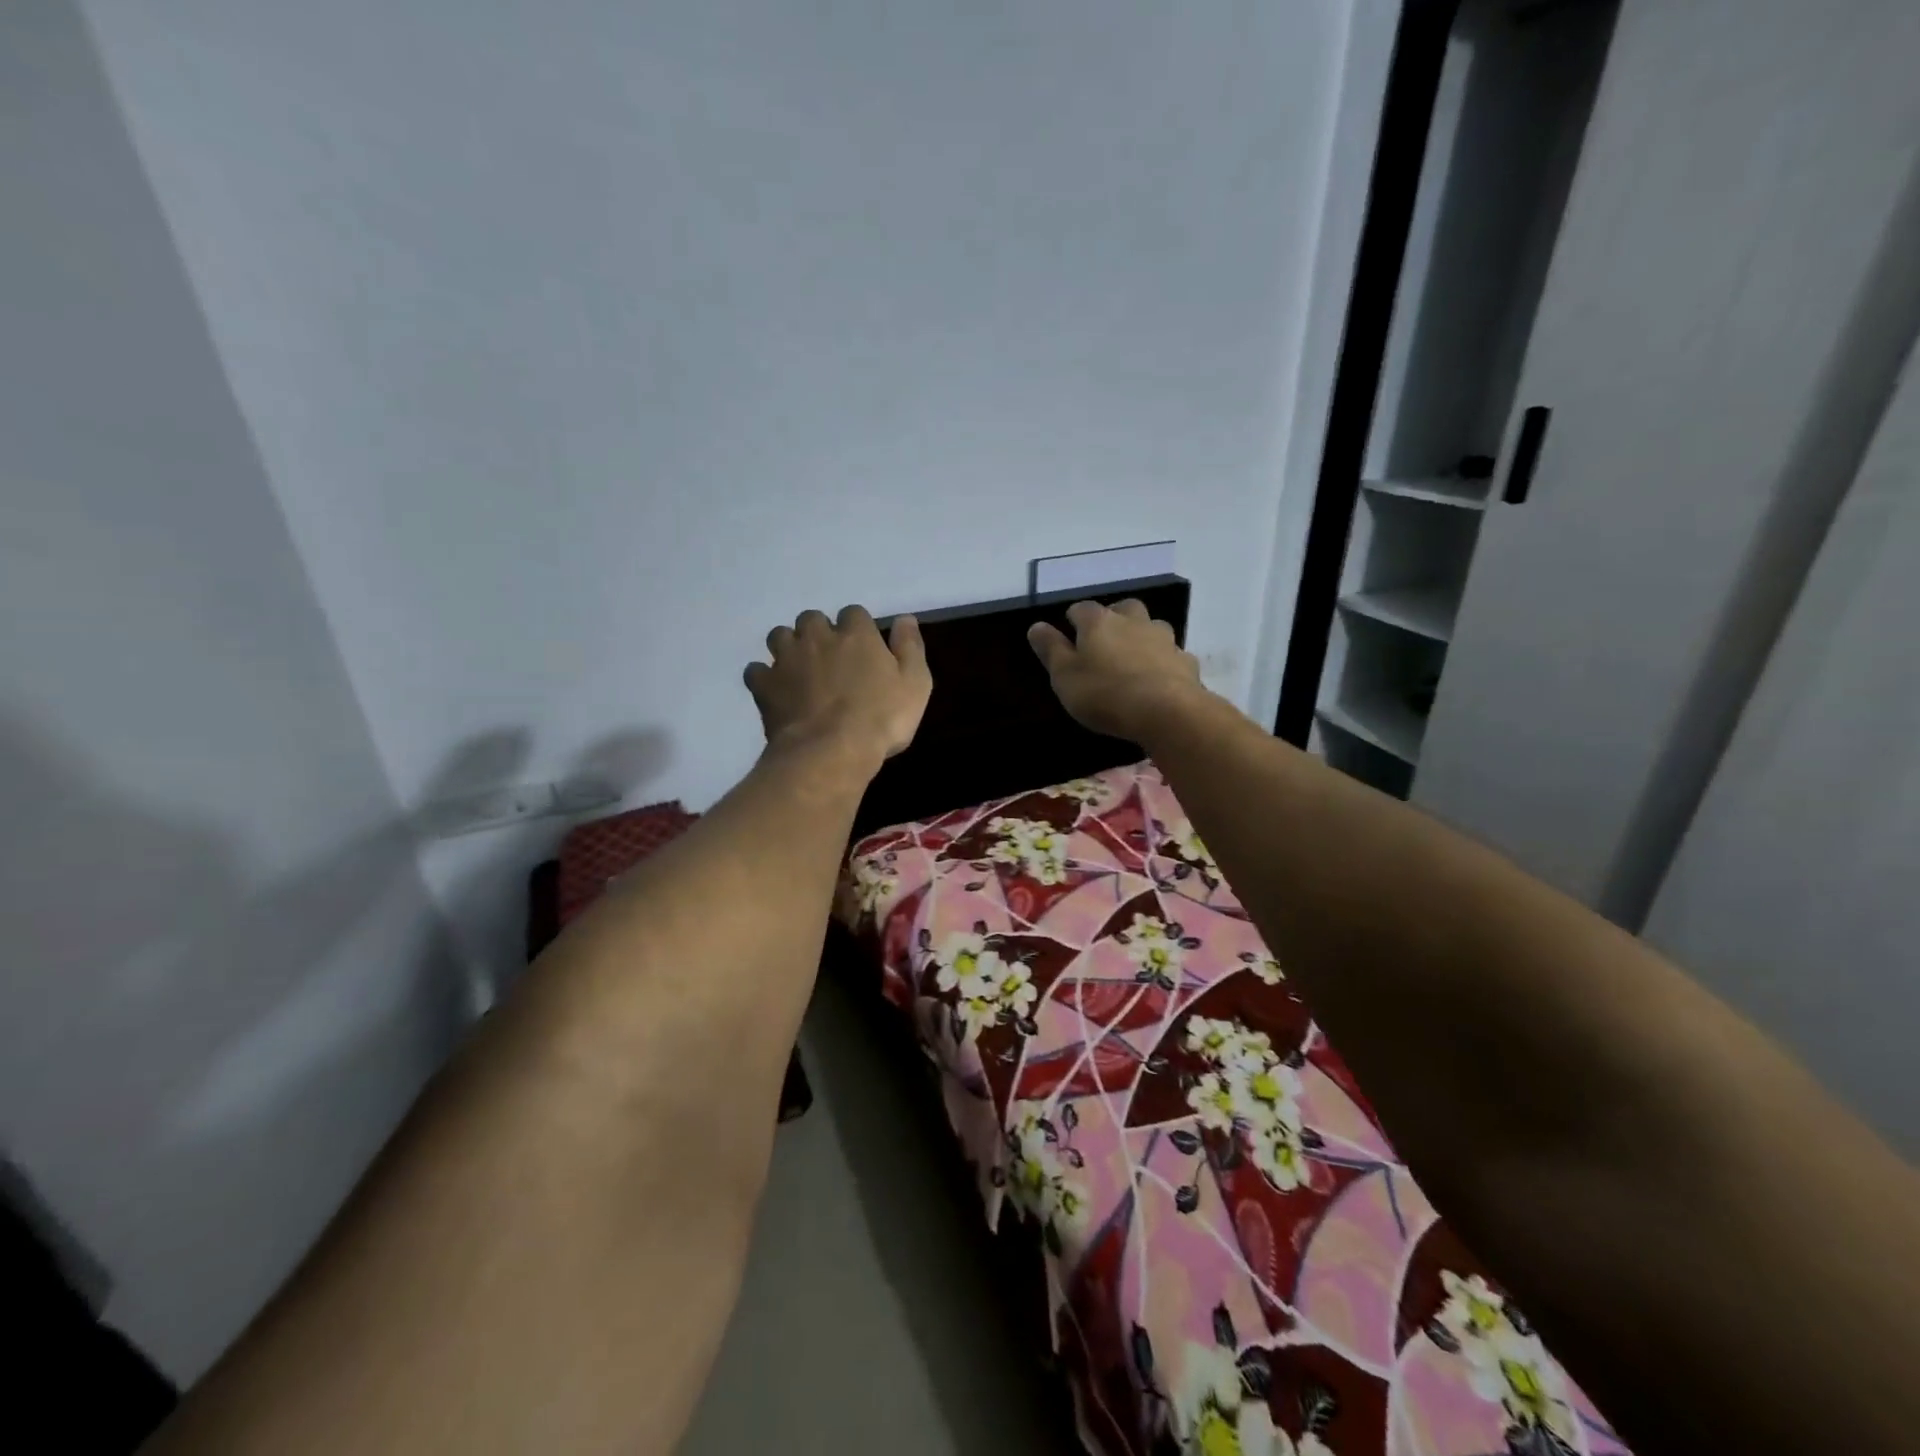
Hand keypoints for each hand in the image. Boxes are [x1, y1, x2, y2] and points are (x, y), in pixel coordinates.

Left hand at [745, 606, 931, 766]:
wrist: (831, 751)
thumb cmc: (882, 719)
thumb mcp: (915, 684)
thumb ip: (910, 647)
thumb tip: (904, 618)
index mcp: (856, 634)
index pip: (853, 613)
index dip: (857, 628)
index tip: (862, 648)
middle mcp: (817, 637)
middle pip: (811, 618)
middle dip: (818, 633)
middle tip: (828, 658)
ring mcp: (786, 659)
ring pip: (779, 636)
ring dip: (788, 647)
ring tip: (799, 669)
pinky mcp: (765, 685)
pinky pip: (756, 671)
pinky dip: (764, 677)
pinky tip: (775, 690)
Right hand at [1027, 599, 1205, 741]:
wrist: (1167, 712)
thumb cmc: (1104, 693)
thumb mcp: (1064, 676)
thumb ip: (1051, 649)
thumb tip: (1036, 626)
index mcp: (1099, 622)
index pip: (1081, 609)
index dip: (1073, 620)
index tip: (1068, 635)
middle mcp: (1133, 621)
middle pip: (1123, 609)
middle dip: (1113, 619)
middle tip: (1104, 642)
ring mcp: (1163, 640)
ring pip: (1151, 628)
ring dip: (1142, 637)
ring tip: (1133, 659)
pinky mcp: (1185, 662)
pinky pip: (1171, 655)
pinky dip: (1163, 662)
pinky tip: (1158, 680)